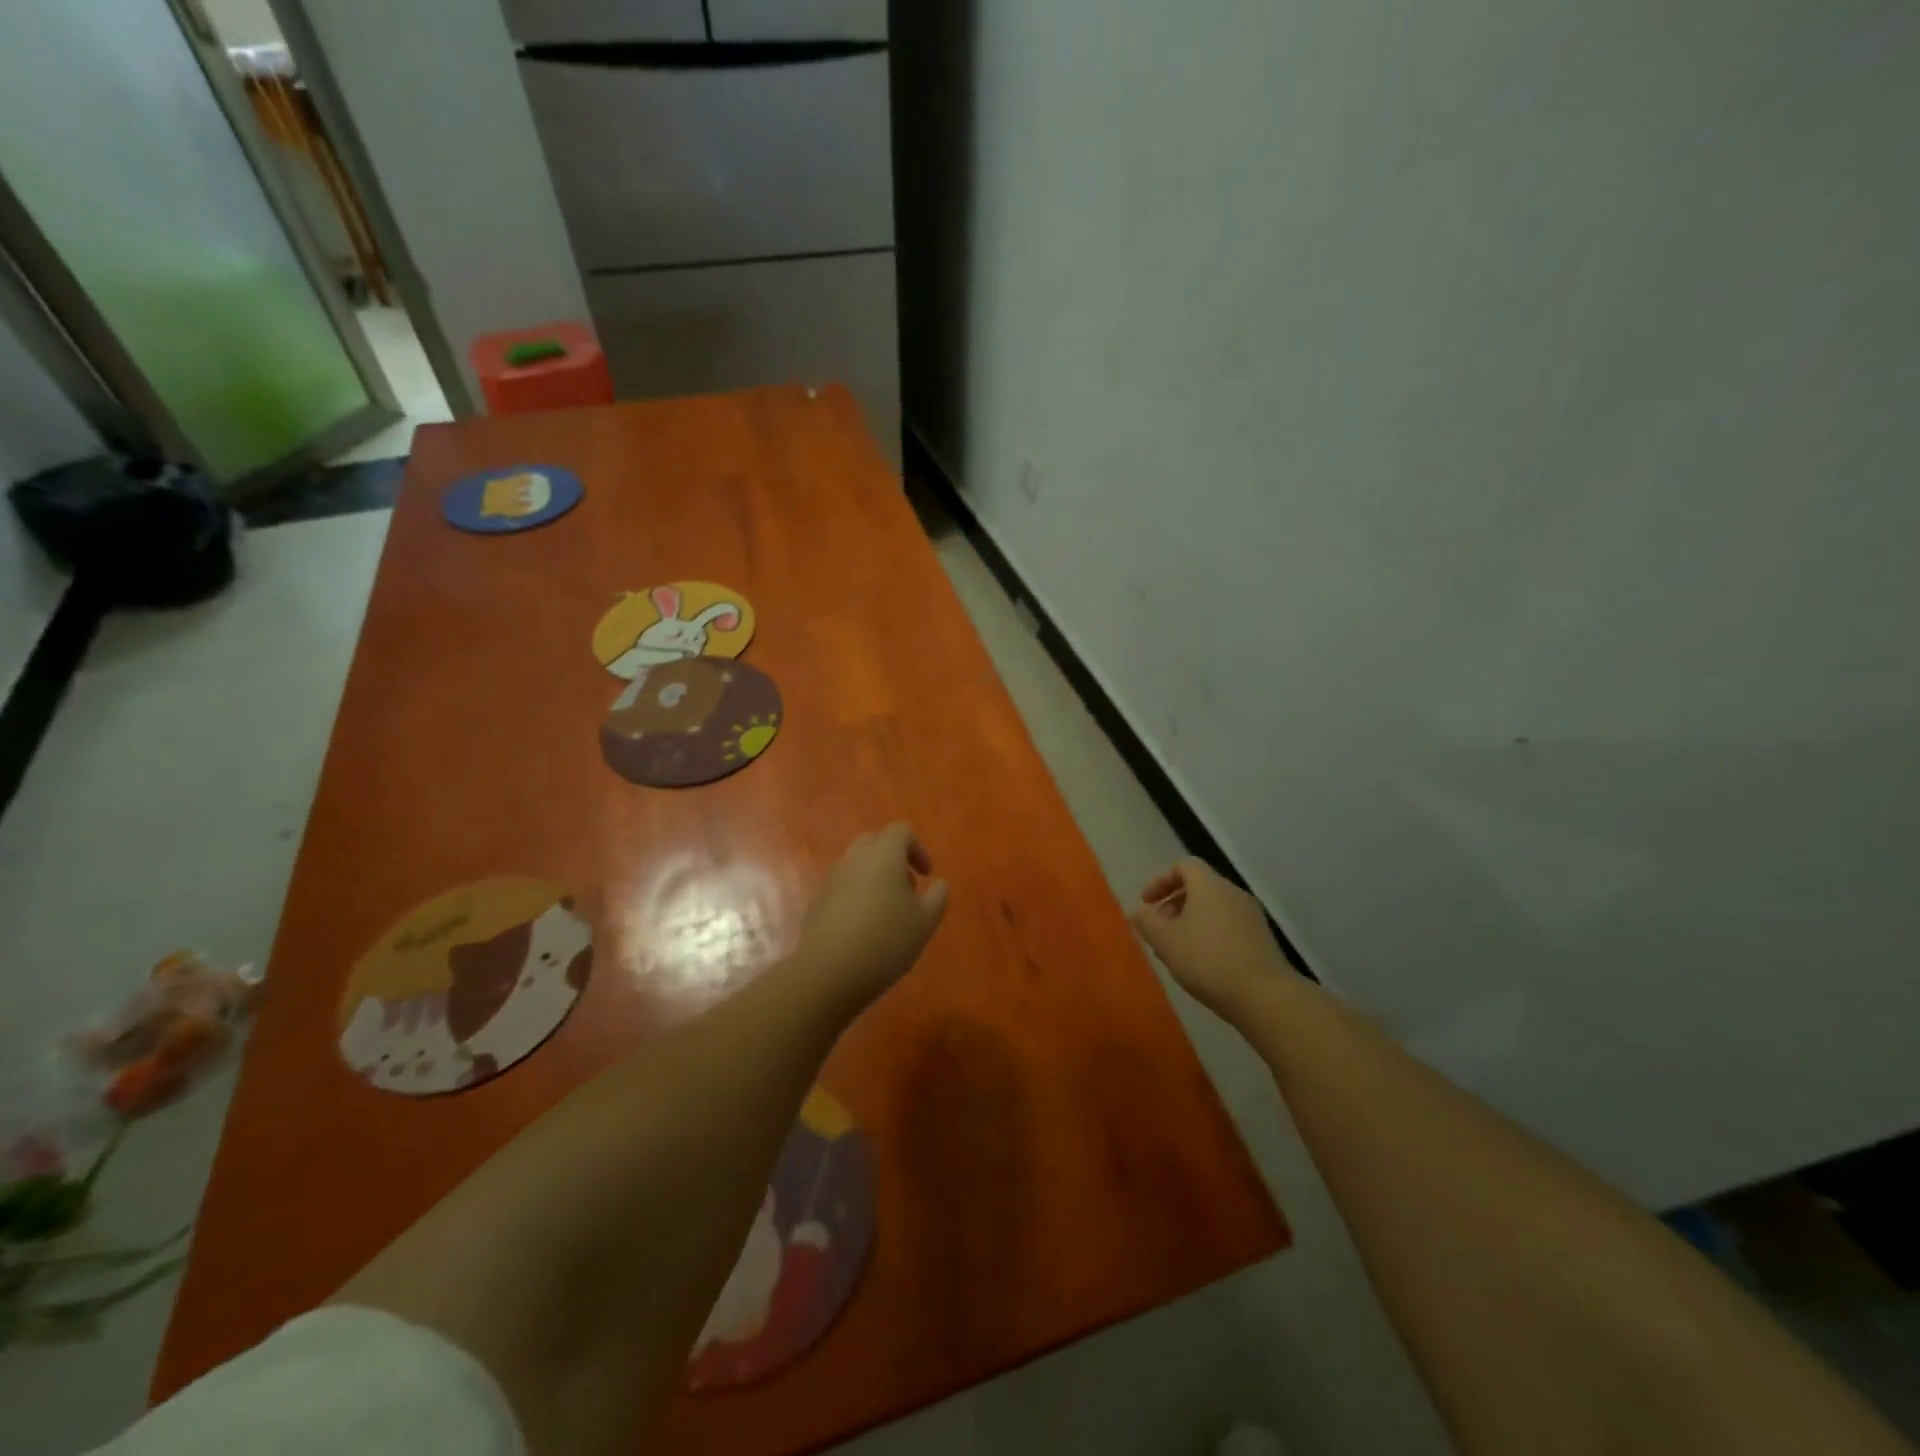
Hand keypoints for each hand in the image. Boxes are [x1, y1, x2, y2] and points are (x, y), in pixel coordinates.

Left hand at [796, 824, 948, 1009]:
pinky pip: (842, 886)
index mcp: (884, 856)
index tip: (926, 875)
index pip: (901, 830)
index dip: (917, 848)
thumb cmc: (886, 941)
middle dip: (893, 858)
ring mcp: (832, 879)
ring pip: (856, 864)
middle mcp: (855, 859)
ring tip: (887, 912)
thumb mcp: (925, 922)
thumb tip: (939, 883)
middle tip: (906, 889)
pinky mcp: (818, 901)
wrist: (829, 972)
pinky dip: (856, 895)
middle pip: (875, 841)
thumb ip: (938, 897)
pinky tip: (863, 928)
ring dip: (874, 876)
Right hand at [1132, 858, 1289, 1015]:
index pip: (1184, 866)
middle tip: (1159, 929)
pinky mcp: (1262, 939)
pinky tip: (1203, 963)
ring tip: (1178, 950)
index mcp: (1209, 886)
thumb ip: (1147, 922)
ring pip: (1214, 909)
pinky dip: (1211, 934)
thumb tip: (1140, 912)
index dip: (1161, 880)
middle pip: (1200, 887)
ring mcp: (1252, 916)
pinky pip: (1229, 926)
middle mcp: (1233, 893)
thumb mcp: (1165, 941)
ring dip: (1192, 922)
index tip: (1147, 903)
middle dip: (1174, 904)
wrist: (1263, 995)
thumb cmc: (1207, 960)